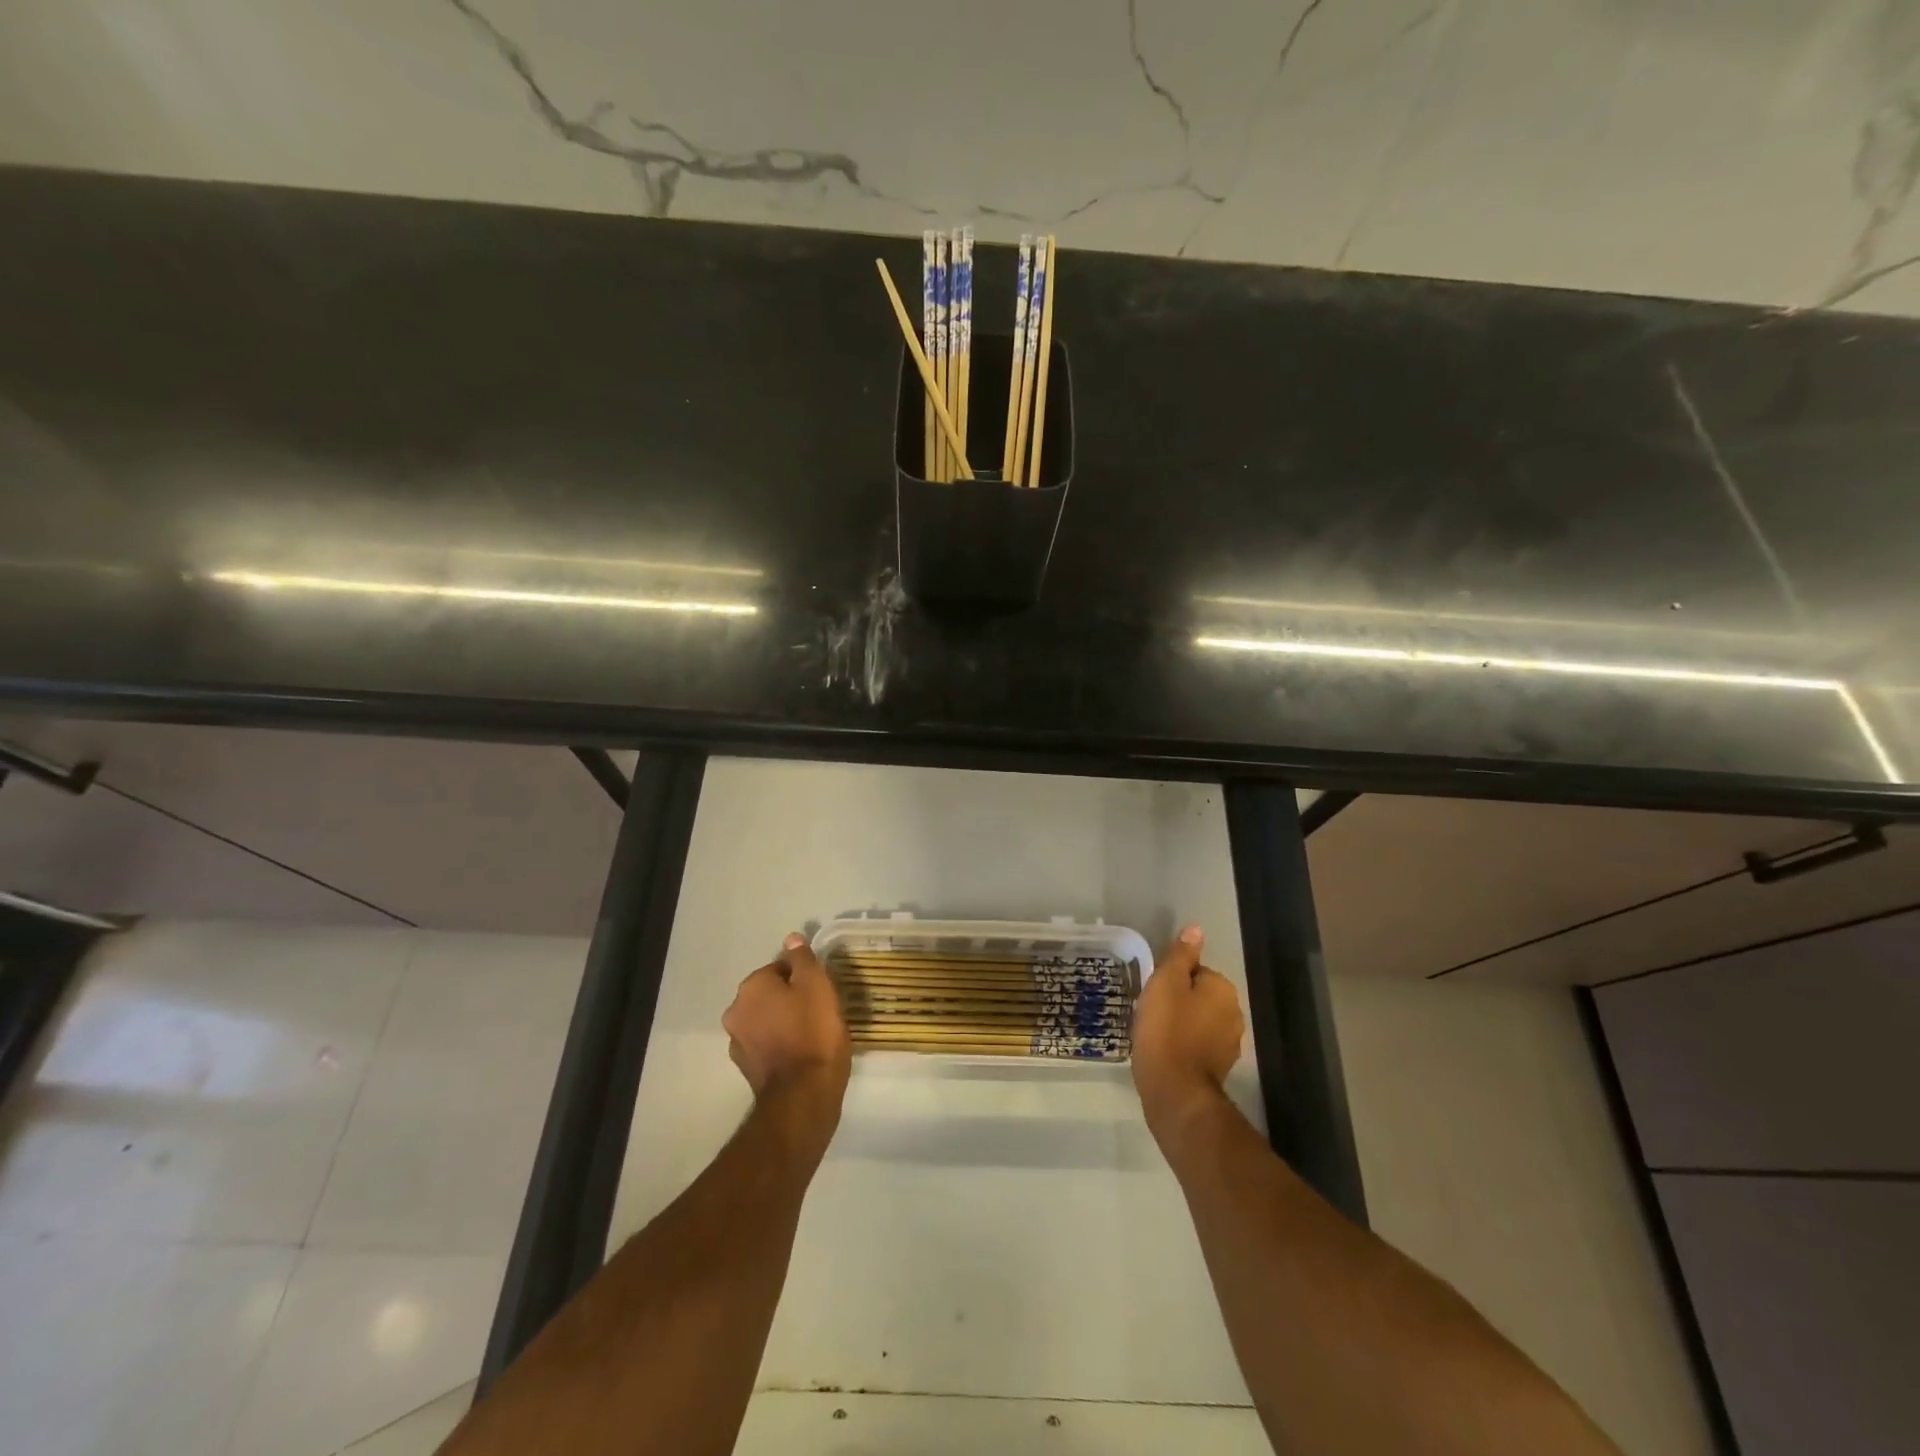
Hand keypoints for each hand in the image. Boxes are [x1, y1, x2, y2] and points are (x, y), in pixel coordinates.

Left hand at [722, 933, 851, 1122]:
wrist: (804, 1095)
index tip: (822, 991)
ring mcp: (738, 1042)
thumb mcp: (817, 985)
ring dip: (783, 1022)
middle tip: (819, 1011)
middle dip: (790, 999)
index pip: (780, 968)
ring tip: (812, 1034)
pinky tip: (801, 1053)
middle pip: (770, 994)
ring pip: (766, 1020)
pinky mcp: (746, 1068)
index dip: (804, 977)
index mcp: (751, 986)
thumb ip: (802, 959)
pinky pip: (767, 1044)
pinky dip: (780, 1044)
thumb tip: (791, 938)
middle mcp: (736, 1011)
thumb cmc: (814, 1031)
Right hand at [1131, 925, 1244, 1144]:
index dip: (1172, 979)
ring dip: (1181, 1024)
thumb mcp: (1166, 982)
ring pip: (1199, 1021)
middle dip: (1178, 1002)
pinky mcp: (1218, 1069)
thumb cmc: (1166, 1029)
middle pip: (1199, 996)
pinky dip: (1183, 1045)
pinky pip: (1197, 1045)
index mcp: (1223, 990)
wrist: (1174, 1091)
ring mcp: (1228, 1045)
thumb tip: (1196, 929)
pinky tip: (1163, 1052)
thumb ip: (1181, 955)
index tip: (1154, 992)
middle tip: (1151, 1011)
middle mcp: (1233, 1014)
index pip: (1196, 971)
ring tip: (1154, 1032)